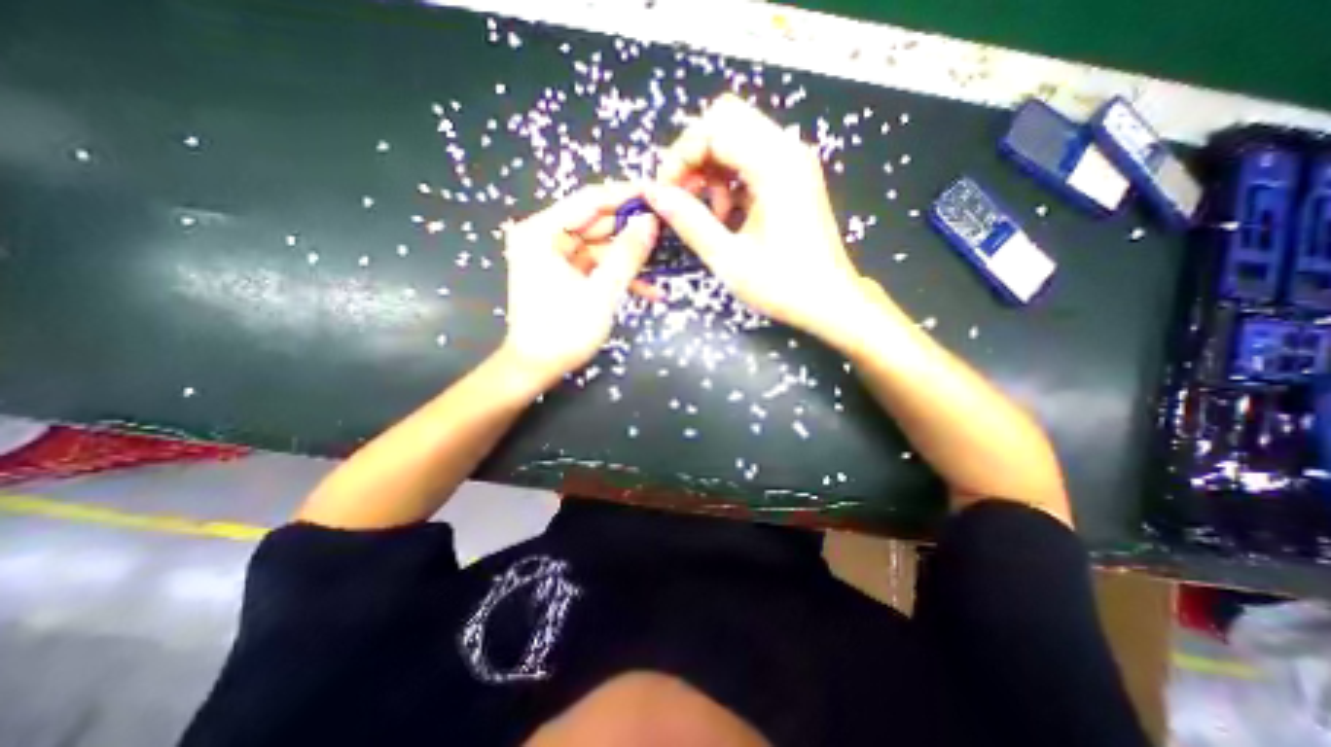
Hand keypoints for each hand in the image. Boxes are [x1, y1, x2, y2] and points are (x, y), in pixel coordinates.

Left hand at [502, 183, 656, 386]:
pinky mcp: (564, 275)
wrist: (536, 368)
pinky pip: (596, 266)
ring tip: (664, 262)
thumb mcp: (601, 292)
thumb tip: (651, 221)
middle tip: (668, 229)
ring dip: (630, 259)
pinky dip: (618, 276)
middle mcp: (545, 237)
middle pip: (596, 223)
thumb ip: (627, 254)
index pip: (590, 200)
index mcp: (542, 232)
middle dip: (632, 230)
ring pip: (601, 247)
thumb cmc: (564, 331)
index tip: (659, 194)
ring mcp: (554, 257)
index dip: (626, 195)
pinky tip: (649, 289)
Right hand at [647, 95, 875, 336]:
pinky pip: (751, 158)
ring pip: (737, 136)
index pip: (714, 128)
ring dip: (711, 168)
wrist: (829, 301)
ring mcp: (793, 162)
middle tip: (682, 196)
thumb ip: (689, 222)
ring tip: (708, 214)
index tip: (665, 193)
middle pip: (726, 120)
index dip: (680, 156)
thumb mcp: (728, 259)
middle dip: (694, 155)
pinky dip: (729, 179)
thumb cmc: (782, 285)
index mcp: (774, 166)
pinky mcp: (793, 177)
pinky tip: (726, 215)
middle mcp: (787, 150)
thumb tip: (654, 194)